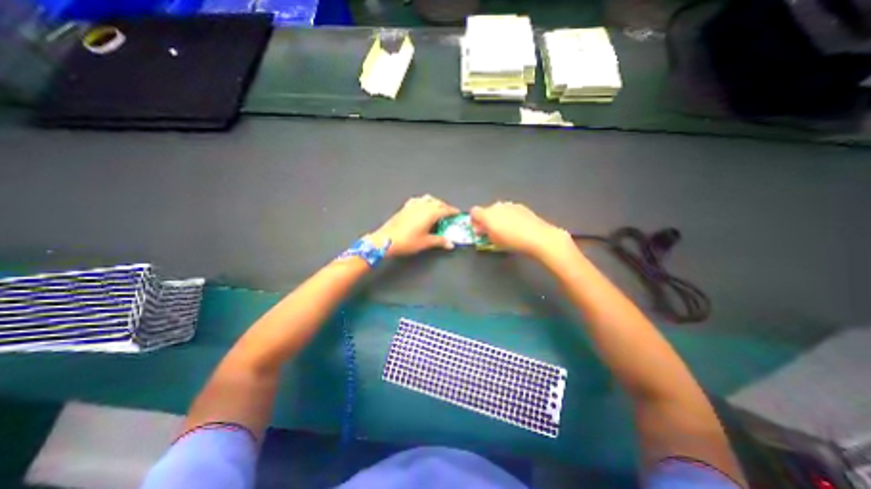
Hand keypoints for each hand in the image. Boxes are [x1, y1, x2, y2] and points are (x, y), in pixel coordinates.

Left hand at [366, 195, 462, 256]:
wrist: (386, 240)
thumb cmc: (408, 241)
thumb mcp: (426, 242)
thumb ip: (440, 241)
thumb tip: (451, 244)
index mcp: (430, 213)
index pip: (445, 209)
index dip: (453, 211)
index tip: (458, 213)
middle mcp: (423, 206)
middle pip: (437, 202)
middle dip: (445, 206)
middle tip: (449, 214)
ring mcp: (413, 205)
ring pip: (428, 199)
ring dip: (435, 202)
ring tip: (437, 210)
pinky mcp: (405, 207)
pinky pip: (418, 200)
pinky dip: (424, 202)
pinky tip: (422, 207)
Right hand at [469, 200, 573, 259]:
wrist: (536, 236)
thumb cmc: (511, 241)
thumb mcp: (493, 241)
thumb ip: (484, 233)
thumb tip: (482, 229)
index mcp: (487, 214)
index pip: (474, 212)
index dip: (474, 220)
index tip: (478, 229)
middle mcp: (497, 206)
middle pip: (487, 210)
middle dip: (487, 219)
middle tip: (491, 231)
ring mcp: (510, 205)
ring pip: (499, 209)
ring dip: (499, 217)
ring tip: (506, 229)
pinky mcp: (521, 206)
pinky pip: (510, 210)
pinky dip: (509, 216)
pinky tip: (516, 226)